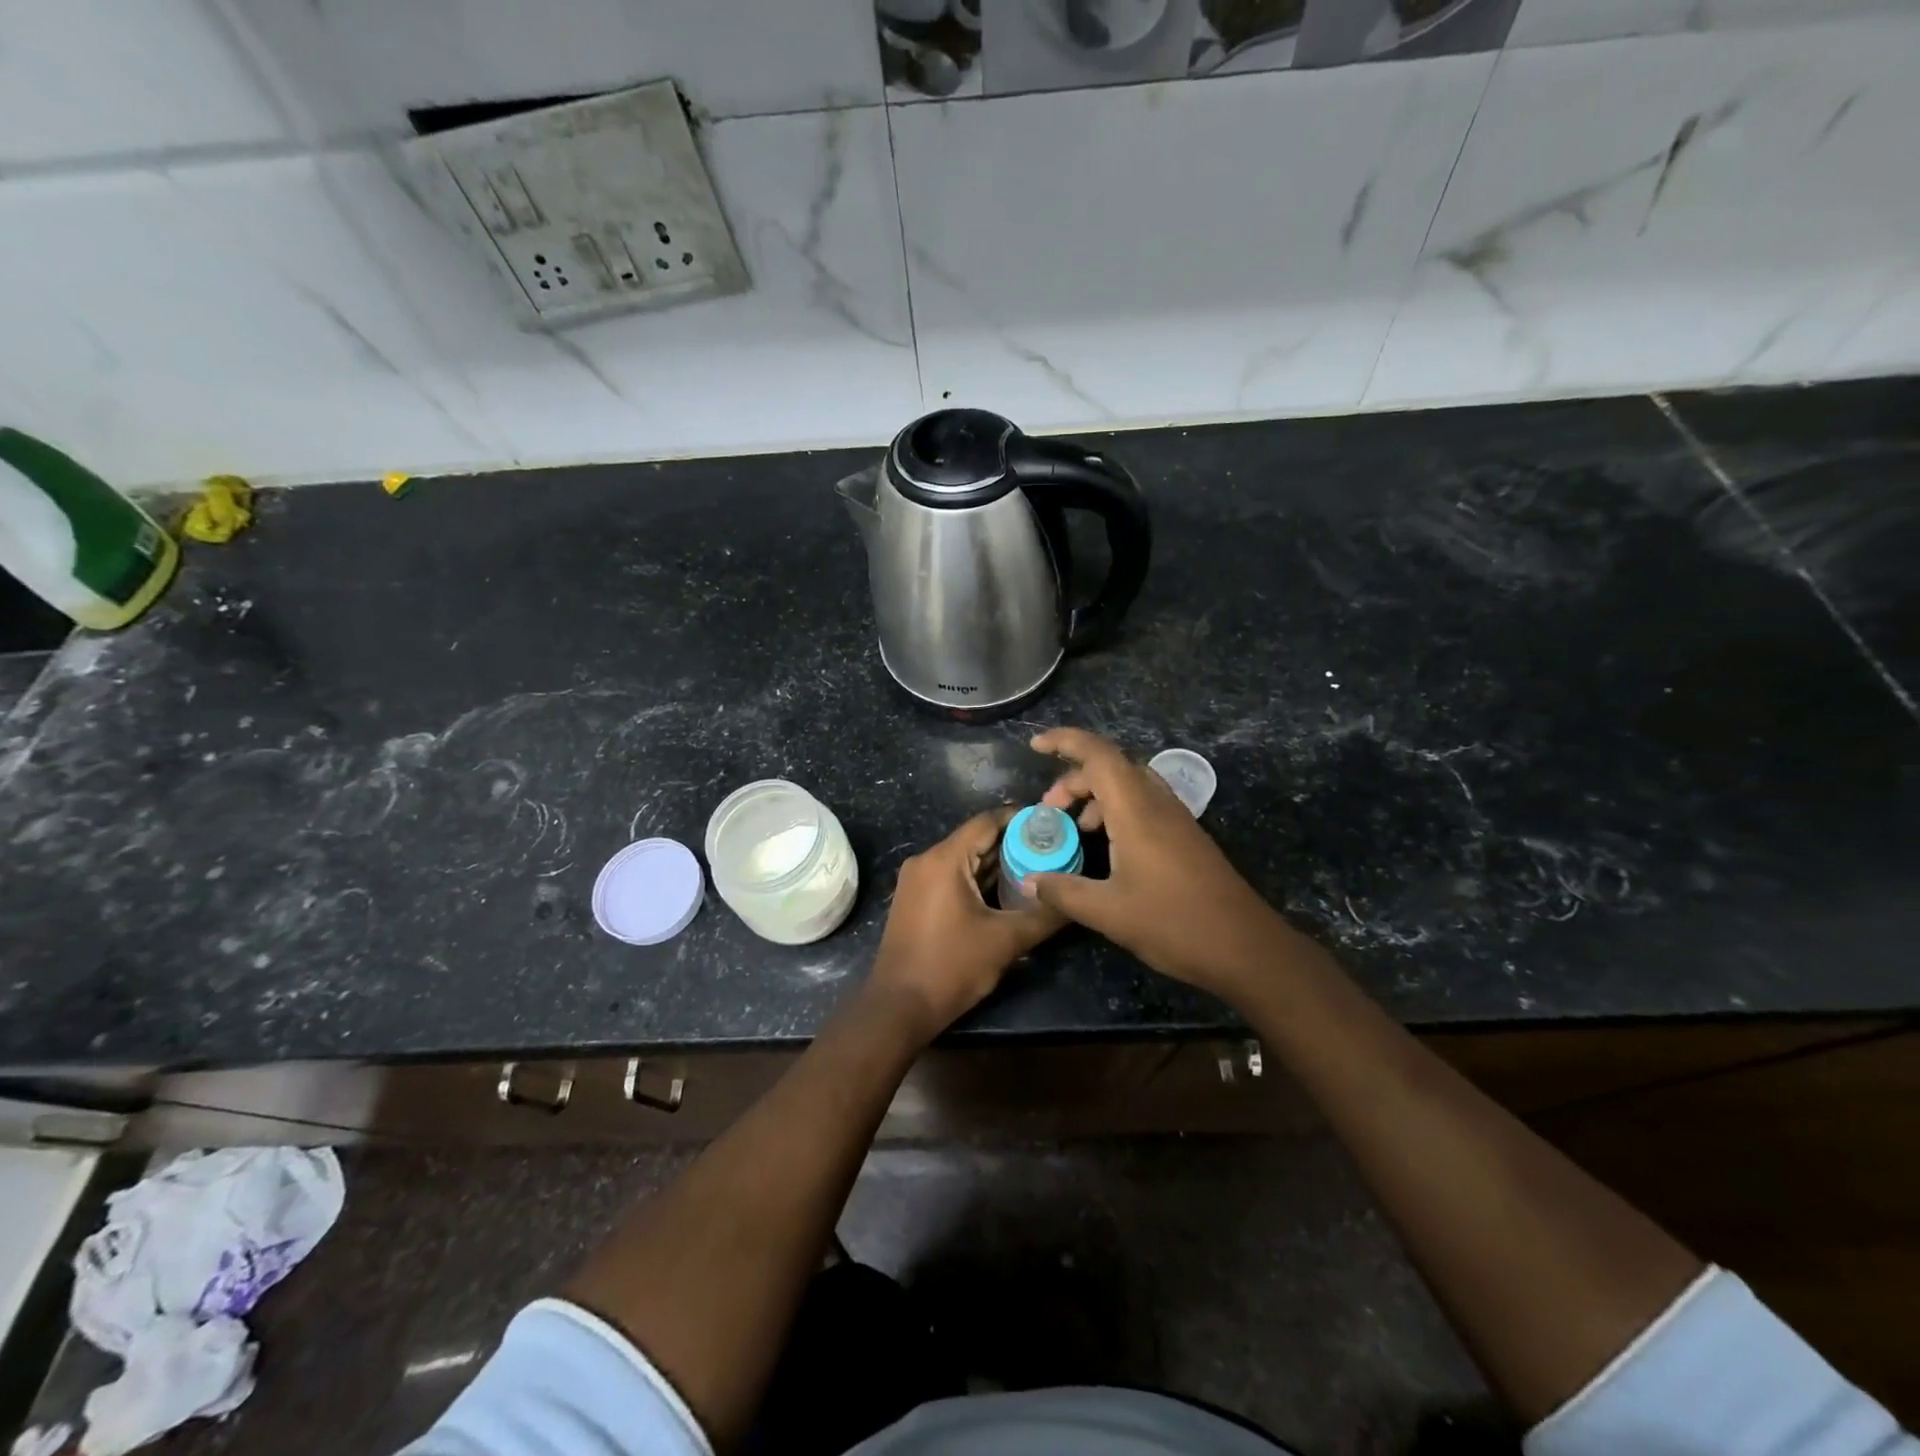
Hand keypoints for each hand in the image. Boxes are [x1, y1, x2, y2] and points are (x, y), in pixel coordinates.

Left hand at [866, 807, 1063, 1039]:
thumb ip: (1044, 915)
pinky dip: (979, 879)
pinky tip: (1008, 891)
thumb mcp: (1006, 941)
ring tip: (1038, 868)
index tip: (1053, 824)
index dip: (1021, 819)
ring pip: (965, 860)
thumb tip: (1077, 901)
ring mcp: (917, 880)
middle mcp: (926, 860)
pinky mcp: (916, 899)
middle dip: (1014, 844)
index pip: (987, 821)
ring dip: (998, 864)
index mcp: (944, 859)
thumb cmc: (951, 967)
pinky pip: (952, 877)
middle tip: (1053, 849)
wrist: (899, 1007)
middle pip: (976, 839)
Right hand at [1027, 728, 1311, 997]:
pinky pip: (1143, 804)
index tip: (1035, 746)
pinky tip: (1107, 848)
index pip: (1097, 754)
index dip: (1064, 741)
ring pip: (1129, 785)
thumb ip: (1064, 891)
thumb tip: (1029, 880)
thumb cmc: (1174, 923)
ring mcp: (1176, 818)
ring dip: (1096, 796)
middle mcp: (1157, 803)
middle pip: (1110, 766)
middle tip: (1049, 810)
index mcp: (1136, 810)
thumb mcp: (1108, 912)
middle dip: (1073, 779)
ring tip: (1075, 829)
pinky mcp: (1185, 837)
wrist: (1246, 947)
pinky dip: (1116, 812)